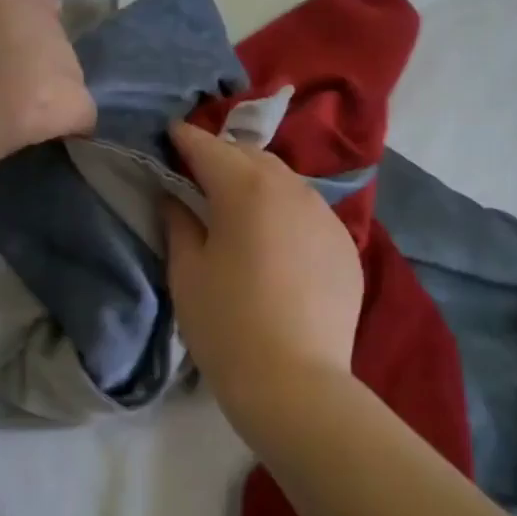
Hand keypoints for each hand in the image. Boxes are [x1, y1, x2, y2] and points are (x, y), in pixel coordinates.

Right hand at [162, 122, 363, 413]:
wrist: (293, 381)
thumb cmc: (225, 324)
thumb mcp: (187, 272)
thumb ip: (178, 224)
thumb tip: (174, 198)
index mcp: (247, 190)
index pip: (209, 149)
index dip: (186, 139)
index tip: (170, 134)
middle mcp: (293, 190)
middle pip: (252, 157)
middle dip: (222, 156)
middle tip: (198, 168)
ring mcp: (326, 217)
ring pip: (286, 182)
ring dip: (257, 181)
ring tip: (237, 200)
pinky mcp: (346, 246)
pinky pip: (308, 213)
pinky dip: (285, 211)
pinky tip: (274, 237)